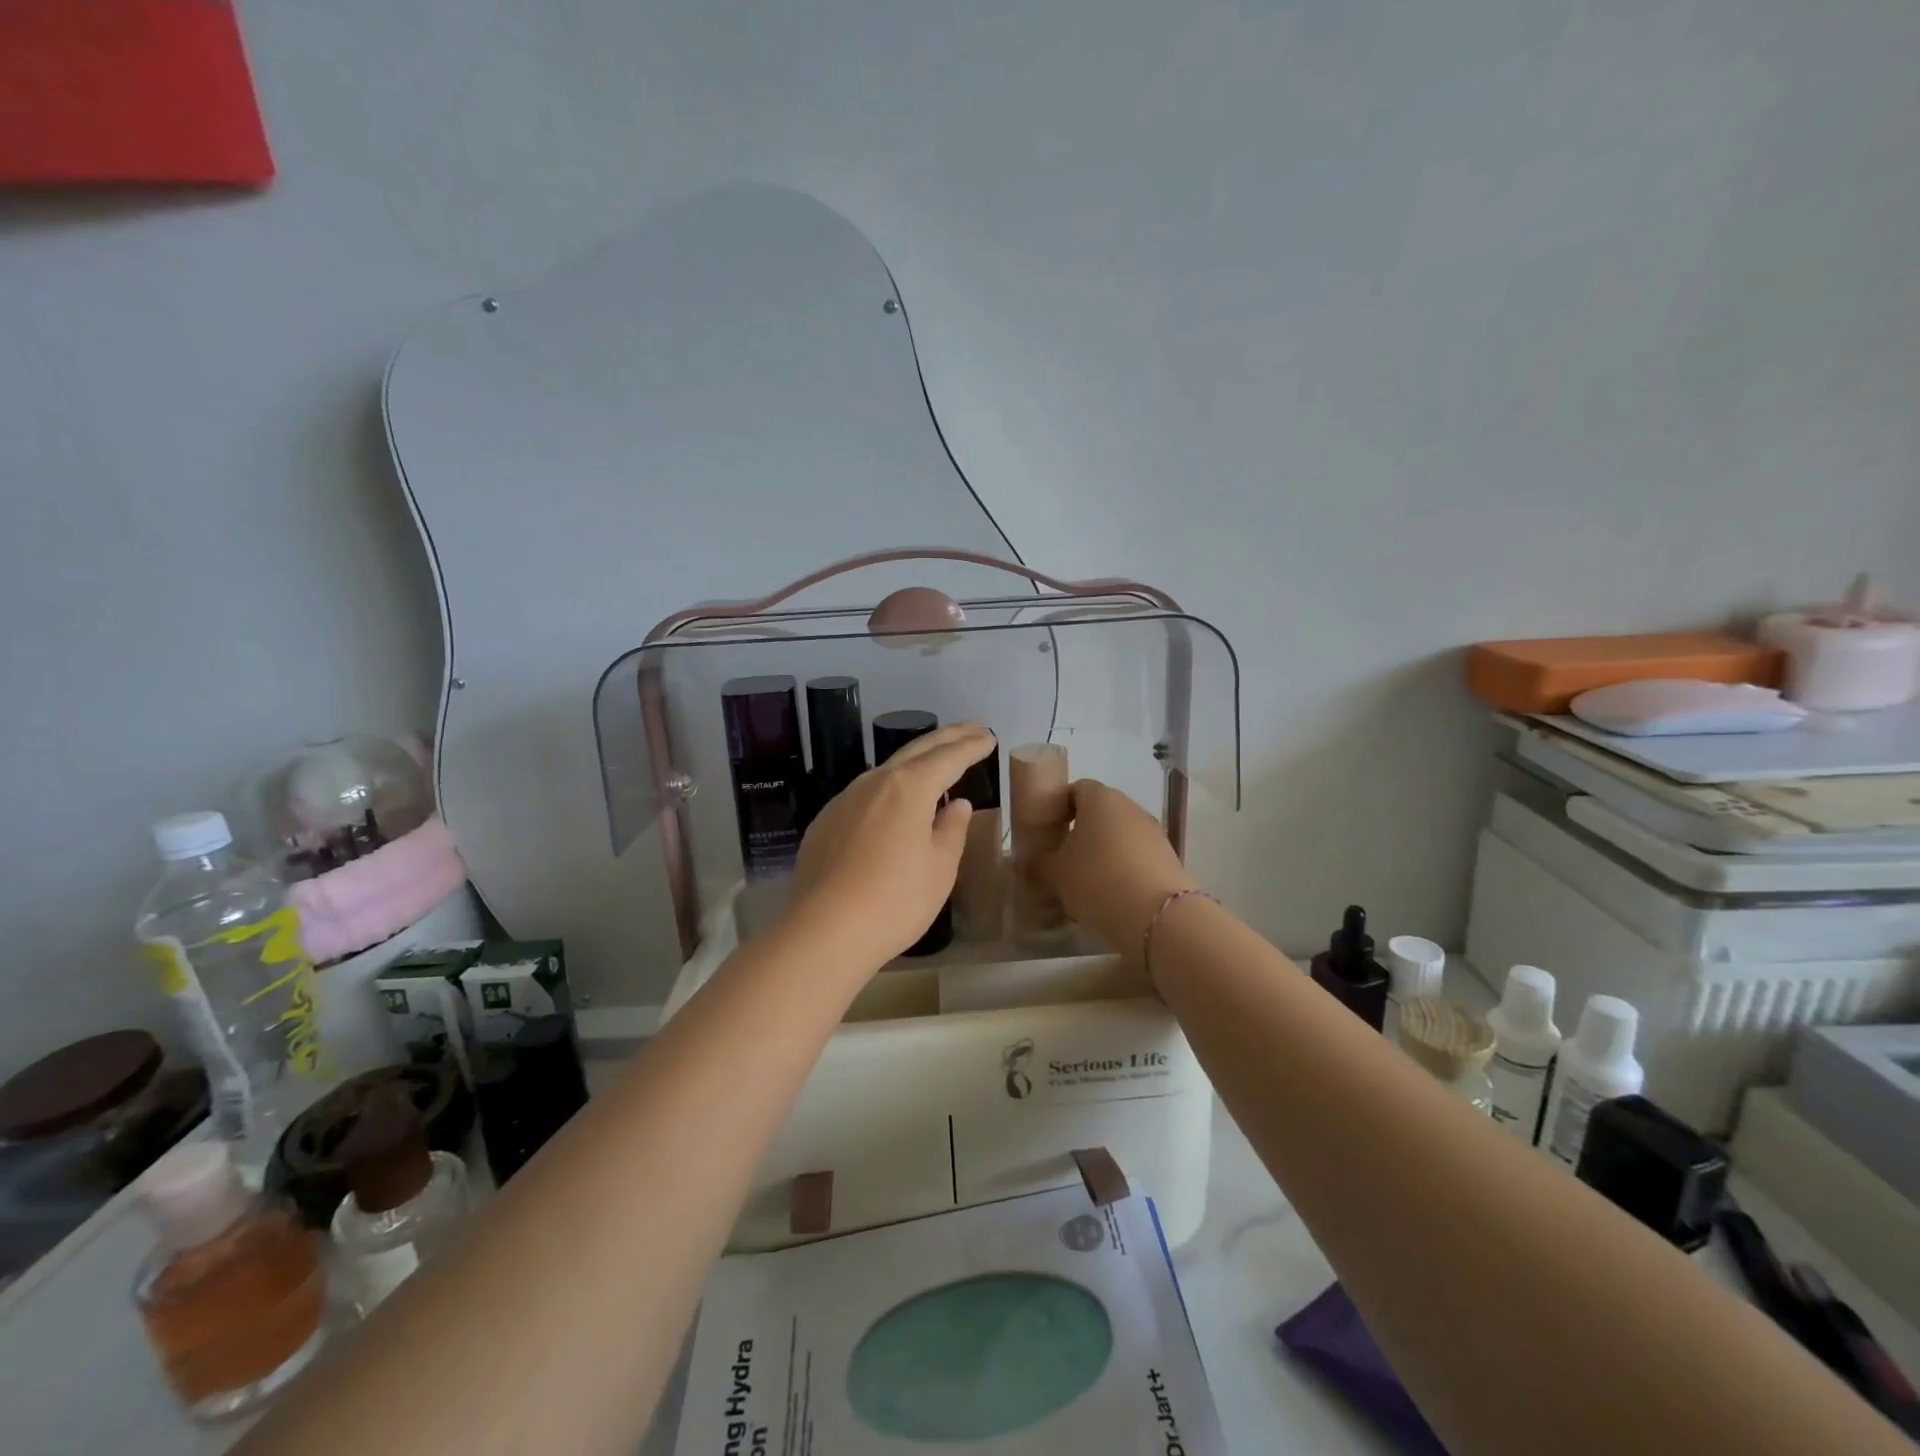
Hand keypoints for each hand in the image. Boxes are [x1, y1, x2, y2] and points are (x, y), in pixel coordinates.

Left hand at [782, 723, 994, 969]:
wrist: (823, 931)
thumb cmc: (895, 901)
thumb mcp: (939, 869)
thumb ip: (952, 830)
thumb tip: (958, 806)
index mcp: (909, 787)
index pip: (948, 757)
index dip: (971, 746)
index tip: (988, 737)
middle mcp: (874, 782)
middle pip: (917, 750)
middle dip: (948, 737)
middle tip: (972, 729)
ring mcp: (845, 799)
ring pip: (887, 769)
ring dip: (916, 760)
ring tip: (936, 761)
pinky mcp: (826, 822)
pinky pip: (866, 793)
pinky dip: (890, 786)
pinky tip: (894, 802)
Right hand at [1035, 780, 1195, 956]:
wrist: (1158, 917)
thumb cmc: (1097, 880)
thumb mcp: (1054, 874)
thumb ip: (1037, 865)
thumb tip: (1026, 863)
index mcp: (1101, 798)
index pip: (1076, 789)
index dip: (1059, 807)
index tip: (1047, 832)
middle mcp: (1130, 808)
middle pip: (1100, 813)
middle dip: (1080, 834)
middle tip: (1061, 860)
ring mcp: (1154, 833)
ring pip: (1119, 837)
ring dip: (1102, 854)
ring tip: (1084, 884)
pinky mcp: (1169, 860)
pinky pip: (1137, 858)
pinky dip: (1122, 871)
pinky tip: (1110, 897)